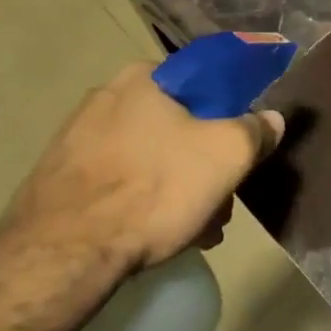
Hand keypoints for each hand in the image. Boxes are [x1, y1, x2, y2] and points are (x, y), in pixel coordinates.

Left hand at [0, 61, 283, 283]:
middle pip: (179, 124)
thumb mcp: (228, 155)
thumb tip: (270, 118)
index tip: (241, 149)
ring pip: (152, 156)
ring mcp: (76, 137)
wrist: (63, 253)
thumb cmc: (154, 189)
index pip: (204, 81)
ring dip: (180, 187)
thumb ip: (256, 130)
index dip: (232, 114)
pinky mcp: (60, 177)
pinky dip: (144, 201)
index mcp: (144, 77)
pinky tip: (158, 234)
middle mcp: (105, 96)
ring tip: (195, 229)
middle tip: (221, 201)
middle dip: (206, 163)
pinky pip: (120, 180)